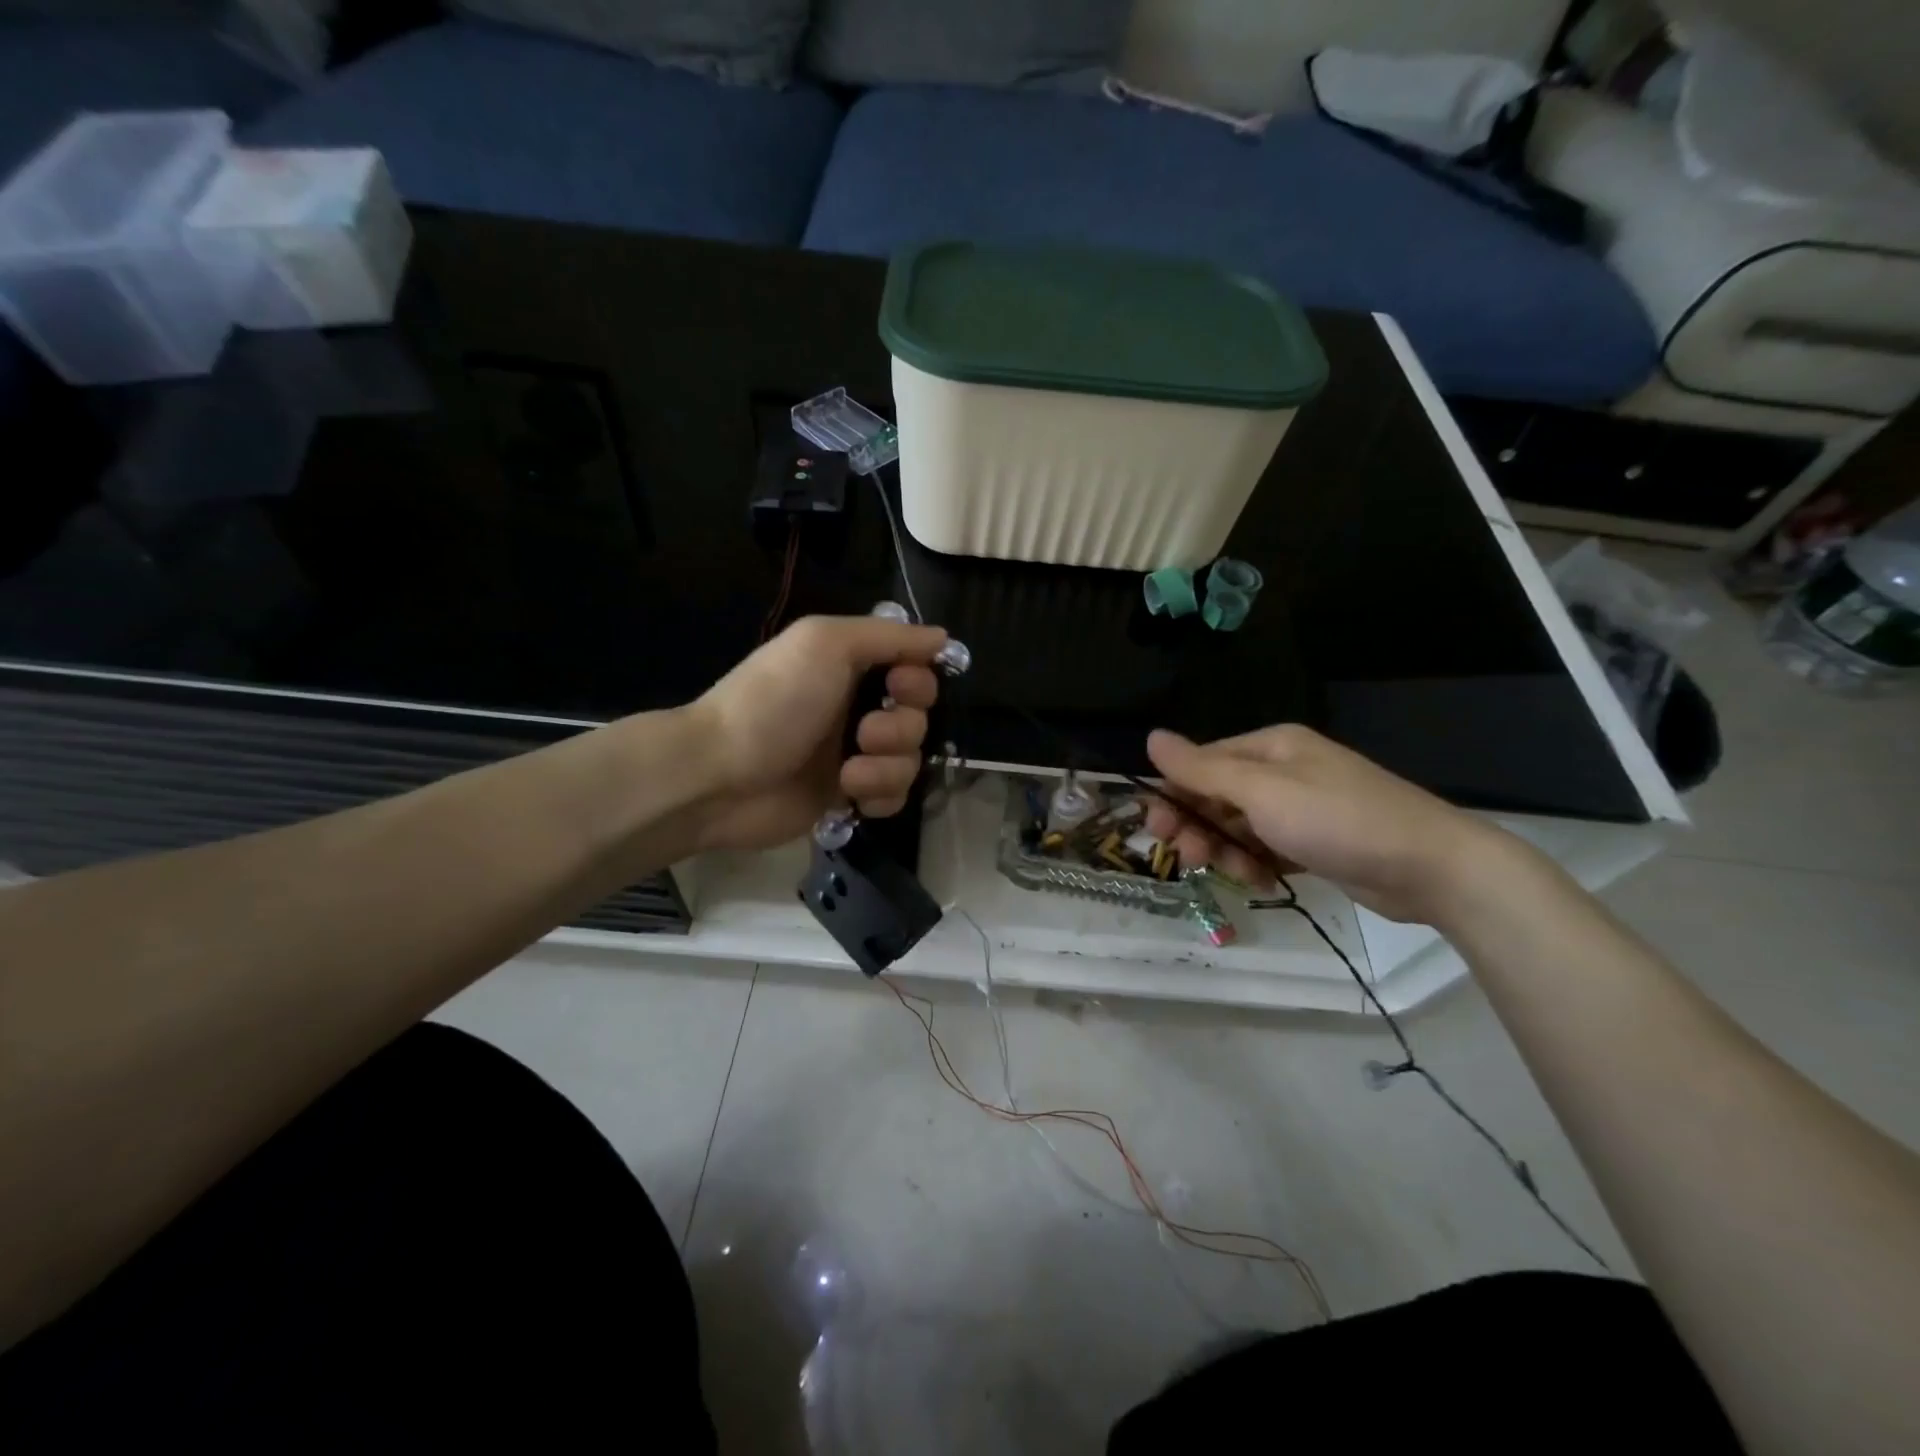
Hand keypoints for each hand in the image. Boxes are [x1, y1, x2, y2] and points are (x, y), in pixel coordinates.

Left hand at [683, 614, 947, 852]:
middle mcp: (857, 707)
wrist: (719, 776)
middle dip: (899, 728)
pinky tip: (852, 797)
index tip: (898, 688)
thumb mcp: (825, 643)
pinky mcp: (848, 795)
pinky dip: (880, 795)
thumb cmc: (772, 702)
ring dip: (886, 767)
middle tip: (862, 734)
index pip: (915, 670)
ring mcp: (854, 754)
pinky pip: (895, 796)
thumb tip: (943, 637)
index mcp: (852, 666)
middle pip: (919, 718)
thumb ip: (889, 635)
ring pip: (910, 760)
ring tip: (847, 773)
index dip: (918, 681)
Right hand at [1143, 724, 1514, 925]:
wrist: (1432, 867)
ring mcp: (1299, 807)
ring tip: (1235, 873)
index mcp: (1269, 747)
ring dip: (1225, 850)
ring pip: (1237, 827)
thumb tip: (1151, 737)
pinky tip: (1260, 880)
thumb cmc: (1338, 820)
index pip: (1201, 764)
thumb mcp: (1262, 792)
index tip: (1157, 831)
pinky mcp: (1313, 842)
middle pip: (1216, 796)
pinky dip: (1255, 863)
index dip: (1173, 795)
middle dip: (1197, 827)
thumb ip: (1202, 769)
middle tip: (1190, 859)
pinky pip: (1264, 848)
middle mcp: (1281, 771)